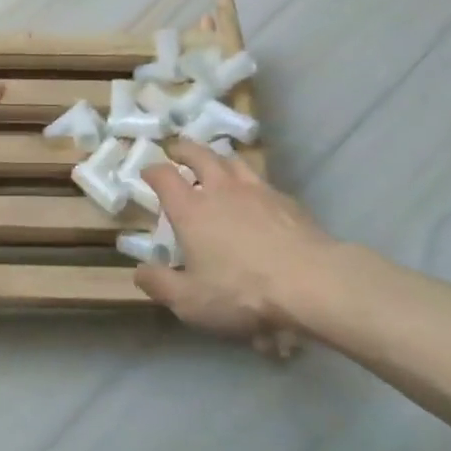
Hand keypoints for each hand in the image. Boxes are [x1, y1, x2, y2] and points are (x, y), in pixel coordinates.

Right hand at [137, 144, 338, 349]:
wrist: (311, 282)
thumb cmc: (243, 291)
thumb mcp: (191, 301)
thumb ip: (160, 285)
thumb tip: (138, 272)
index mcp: (191, 209)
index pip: (164, 176)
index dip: (152, 171)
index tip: (147, 171)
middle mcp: (220, 190)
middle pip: (199, 154)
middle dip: (184, 149)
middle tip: (176, 149)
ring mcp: (256, 190)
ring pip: (232, 161)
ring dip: (218, 157)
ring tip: (215, 161)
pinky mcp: (286, 201)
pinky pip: (261, 181)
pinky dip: (250, 181)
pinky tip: (255, 194)